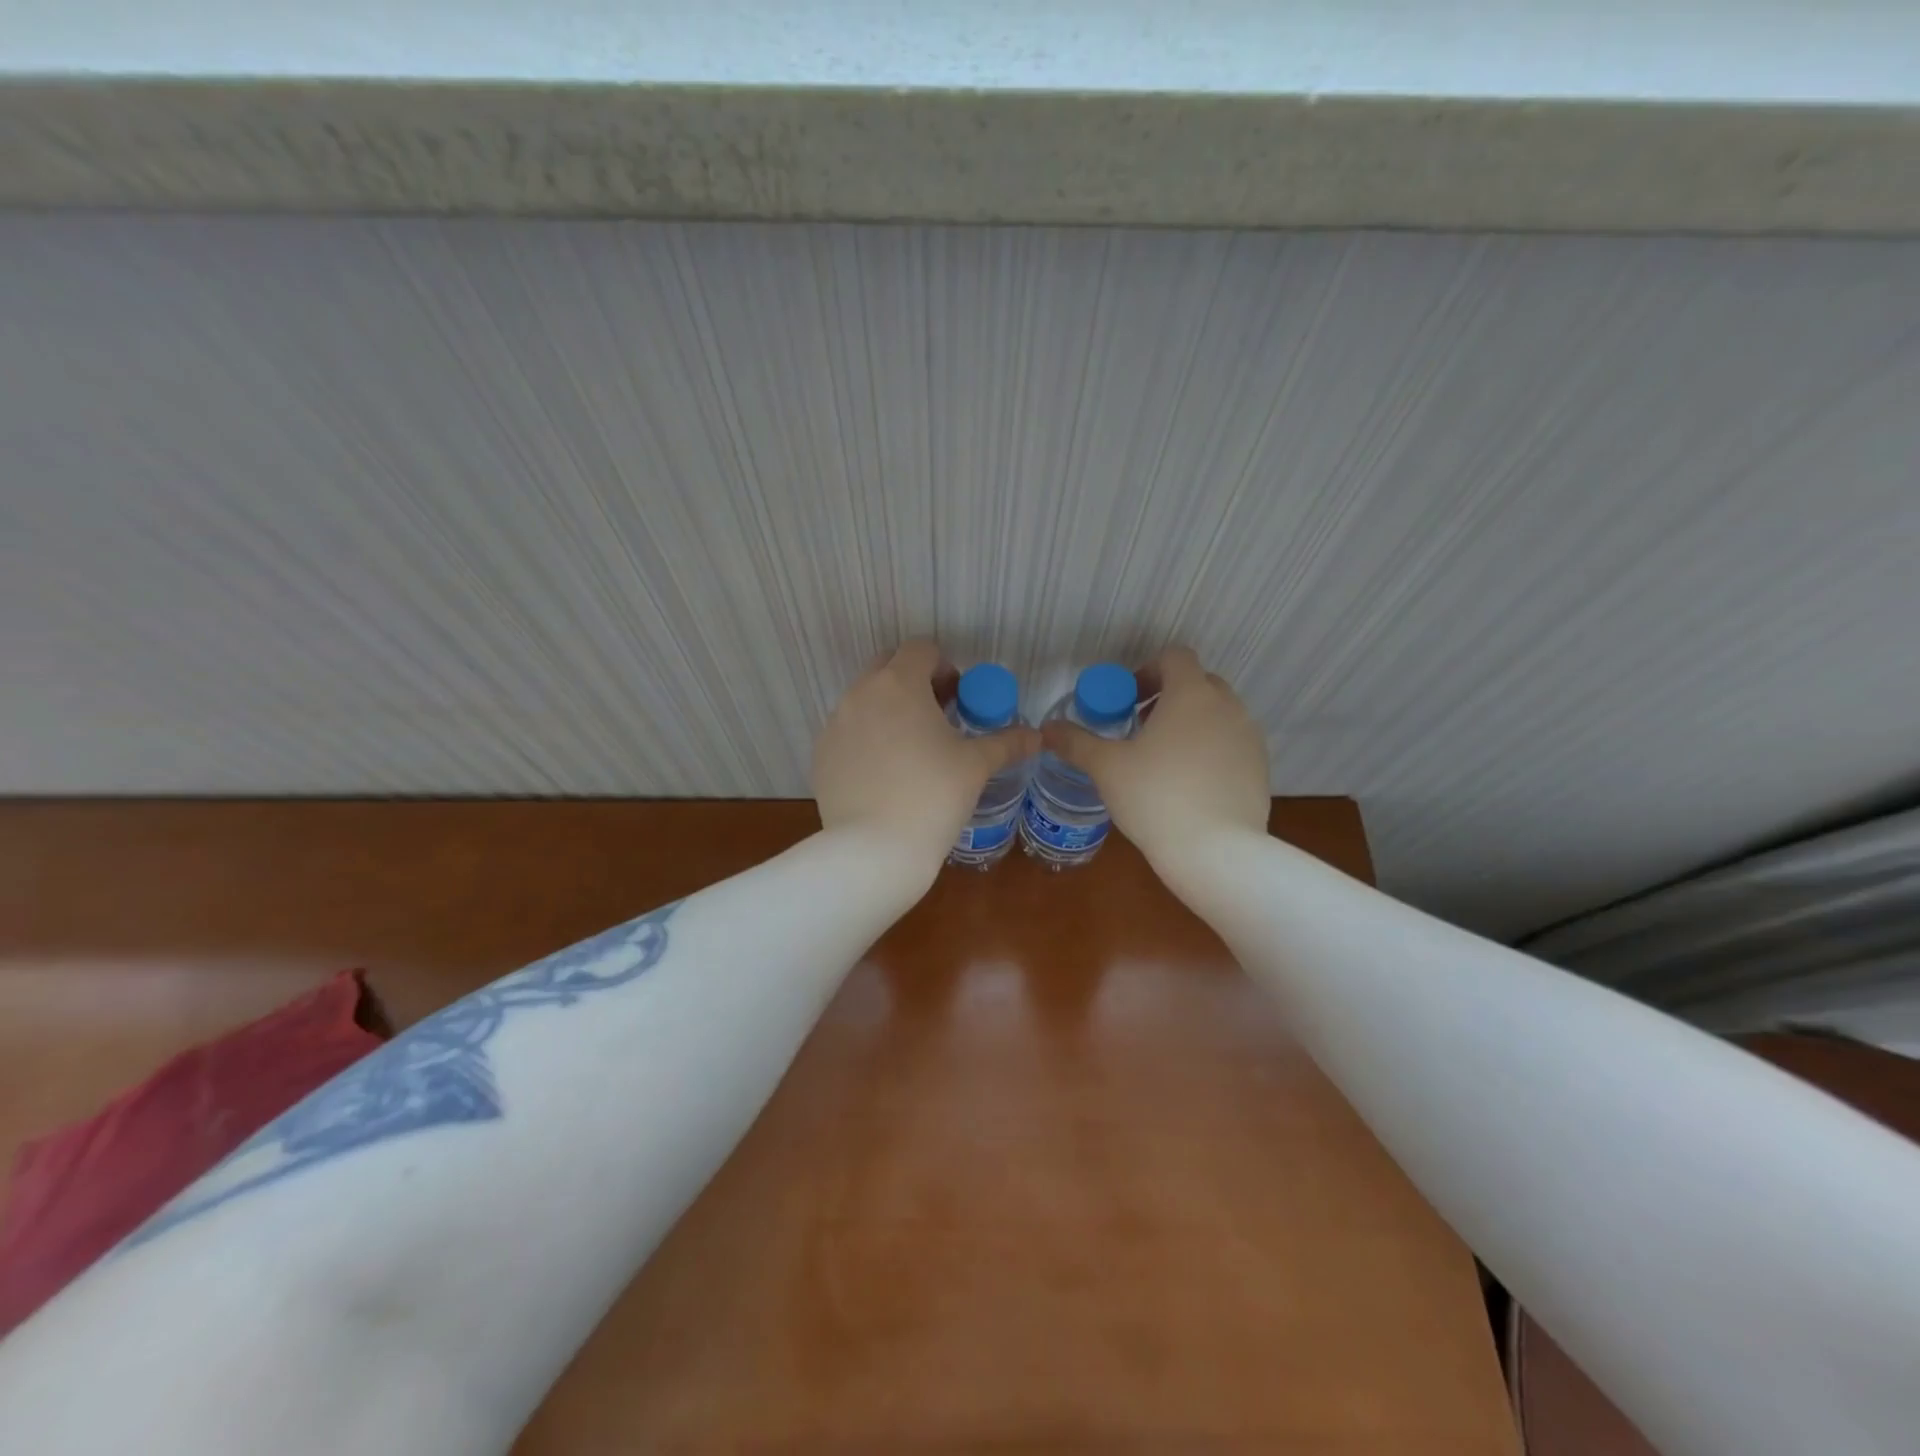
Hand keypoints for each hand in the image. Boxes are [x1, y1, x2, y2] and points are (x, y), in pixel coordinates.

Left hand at [814, 640, 1038, 875]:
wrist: (875, 849)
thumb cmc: (933, 796)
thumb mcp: (976, 766)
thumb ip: (1006, 742)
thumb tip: (1035, 737)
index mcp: (899, 683)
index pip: (920, 648)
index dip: (944, 666)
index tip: (957, 698)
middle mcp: (860, 693)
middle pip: (888, 666)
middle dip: (913, 681)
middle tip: (937, 716)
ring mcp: (835, 724)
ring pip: (864, 699)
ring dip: (888, 709)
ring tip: (911, 748)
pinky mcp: (821, 754)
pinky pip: (848, 732)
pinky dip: (867, 739)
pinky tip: (885, 774)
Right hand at [1042, 647, 1268, 868]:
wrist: (1216, 853)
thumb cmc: (1156, 798)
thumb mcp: (1106, 768)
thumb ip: (1076, 742)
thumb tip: (1047, 729)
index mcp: (1192, 694)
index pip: (1175, 657)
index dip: (1148, 671)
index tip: (1128, 702)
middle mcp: (1228, 707)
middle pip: (1199, 683)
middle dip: (1169, 698)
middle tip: (1140, 728)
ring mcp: (1249, 738)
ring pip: (1218, 715)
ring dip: (1191, 724)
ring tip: (1163, 760)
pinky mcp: (1260, 769)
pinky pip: (1231, 745)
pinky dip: (1210, 752)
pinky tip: (1188, 786)